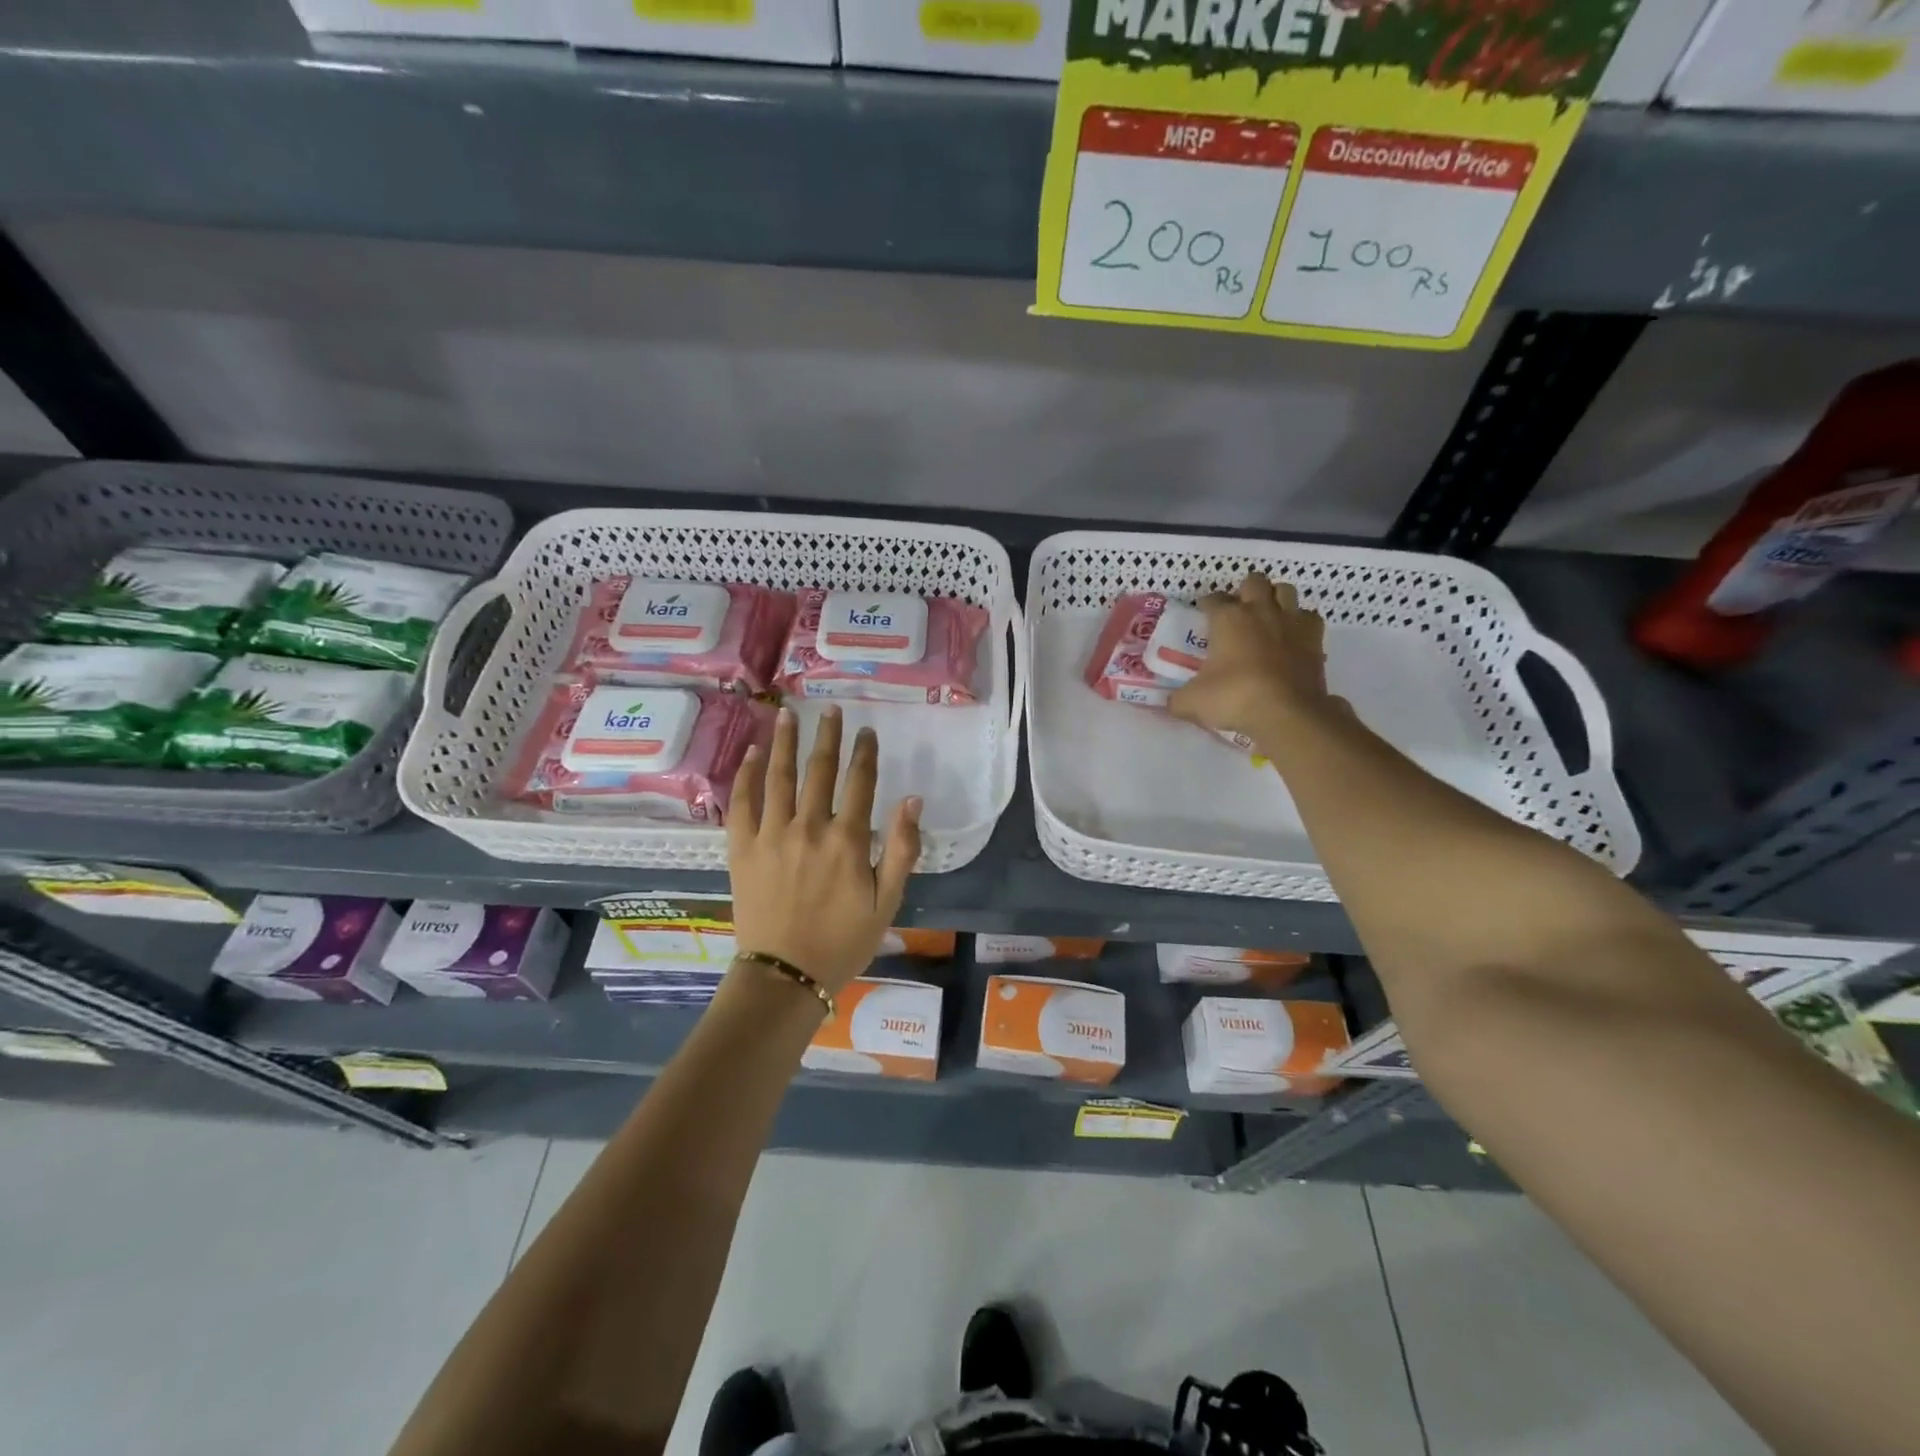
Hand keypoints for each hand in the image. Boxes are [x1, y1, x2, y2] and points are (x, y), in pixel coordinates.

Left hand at [727, 706, 922, 994]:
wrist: (785, 975)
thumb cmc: (843, 941)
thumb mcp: (887, 901)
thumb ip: (902, 848)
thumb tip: (913, 799)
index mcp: (847, 840)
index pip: (860, 782)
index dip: (865, 753)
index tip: (866, 730)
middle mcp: (809, 827)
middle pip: (819, 769)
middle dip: (827, 735)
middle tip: (830, 708)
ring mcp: (771, 834)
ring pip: (779, 776)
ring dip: (785, 742)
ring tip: (788, 713)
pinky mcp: (742, 848)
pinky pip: (742, 802)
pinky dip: (747, 775)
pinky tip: (752, 753)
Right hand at [1169, 572, 1342, 740]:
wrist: (1286, 712)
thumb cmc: (1234, 698)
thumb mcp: (1192, 702)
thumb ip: (1178, 699)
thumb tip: (1171, 703)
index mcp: (1227, 618)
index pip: (1213, 599)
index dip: (1206, 605)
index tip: (1203, 615)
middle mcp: (1260, 611)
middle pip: (1253, 581)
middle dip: (1244, 591)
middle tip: (1237, 611)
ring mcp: (1291, 622)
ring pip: (1285, 590)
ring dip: (1275, 598)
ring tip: (1266, 616)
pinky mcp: (1315, 639)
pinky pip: (1309, 617)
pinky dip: (1300, 622)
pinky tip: (1291, 636)